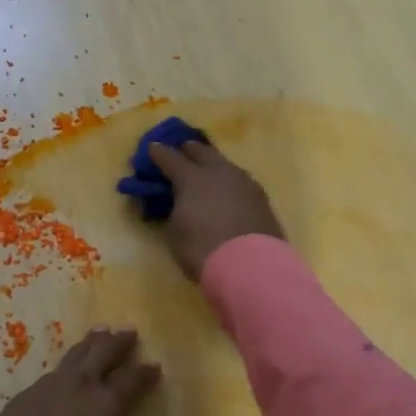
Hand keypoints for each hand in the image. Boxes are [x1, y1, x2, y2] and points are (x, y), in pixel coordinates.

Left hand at [0, 328, 161, 415]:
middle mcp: (82, 385)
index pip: (134, 379)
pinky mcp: (26, 393)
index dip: (146, 372)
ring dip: (91, 342)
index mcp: (108, 404)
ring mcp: (51, 385)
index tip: (154, 366)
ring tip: (100, 332)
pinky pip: (52, 372)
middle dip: (120, 341)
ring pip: (76, 353)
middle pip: (105, 351)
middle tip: (129, 331)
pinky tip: (65, 372)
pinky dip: (66, 367)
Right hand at [147, 141, 283, 280]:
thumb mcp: (175, 232)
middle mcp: (219, 172)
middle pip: (202, 152)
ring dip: (213, 165)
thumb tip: (179, 203)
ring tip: (208, 172)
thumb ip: (174, 211)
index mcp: (191, 177)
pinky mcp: (262, 198)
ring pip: (225, 164)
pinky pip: (240, 182)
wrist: (250, 267)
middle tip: (182, 152)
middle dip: (189, 150)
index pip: (170, 158)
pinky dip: (230, 183)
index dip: (159, 153)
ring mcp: (244, 183)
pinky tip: (228, 192)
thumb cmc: (202, 249)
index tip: (153, 149)